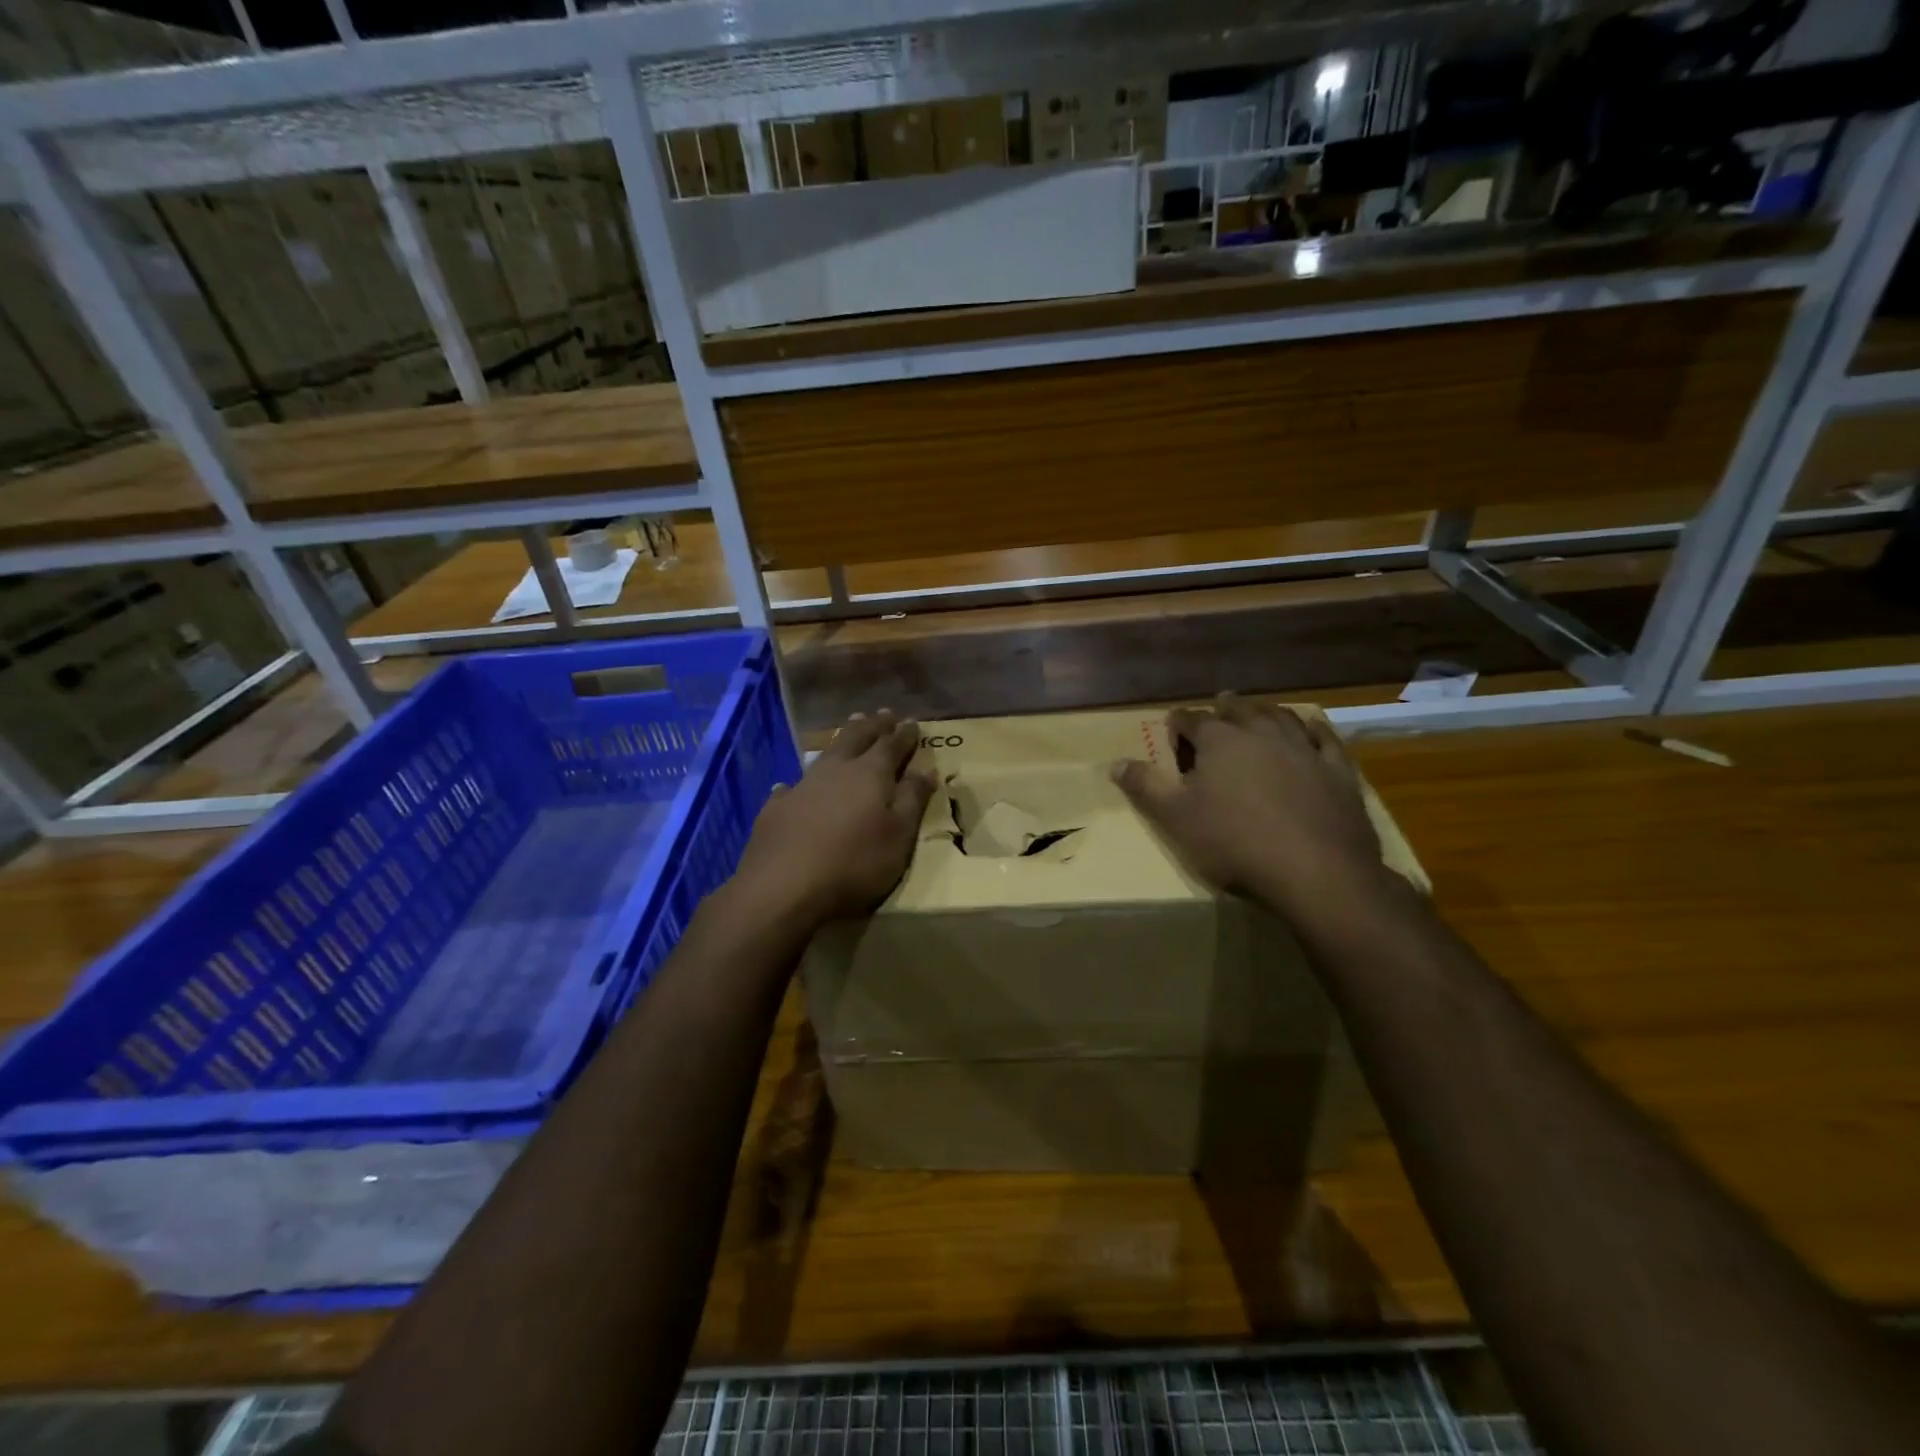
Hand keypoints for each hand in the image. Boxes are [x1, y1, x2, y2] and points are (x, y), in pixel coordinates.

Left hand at [729, 710, 935, 929]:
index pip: (892, 745)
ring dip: (841, 740)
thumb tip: (927, 769)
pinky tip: (791, 785)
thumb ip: (913, 800)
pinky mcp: (777, 808)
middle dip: (873, 725)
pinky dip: (800, 782)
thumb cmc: (854, 863)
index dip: (904, 734)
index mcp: (871, 774)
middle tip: (883, 713)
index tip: (912, 722)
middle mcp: (836, 770)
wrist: (782, 886)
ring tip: (849, 727)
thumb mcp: (898, 836)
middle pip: (857, 737)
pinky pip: (792, 785)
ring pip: (826, 753)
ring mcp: (802, 785)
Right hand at [1112, 696, 1389, 925]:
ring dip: (1266, 711)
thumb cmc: (1234, 843)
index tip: (1172, 726)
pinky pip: (1324, 739)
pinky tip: (1311, 728)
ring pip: (1281, 717)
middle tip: (1218, 706)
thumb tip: (1115, 763)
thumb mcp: (1175, 819)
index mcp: (1219, 741)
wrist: (1314, 870)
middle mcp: (1261, 733)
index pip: (1191, 721)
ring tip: (1258, 710)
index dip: (1179, 723)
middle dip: (1224, 709)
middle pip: (1238, 711)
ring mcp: (1302, 748)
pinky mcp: (1337, 770)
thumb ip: (1145, 787)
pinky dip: (1314, 729)